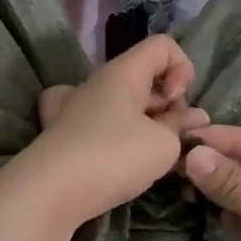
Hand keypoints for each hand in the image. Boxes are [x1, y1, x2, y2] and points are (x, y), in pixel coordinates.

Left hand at [0, 36, 207, 232]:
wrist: (48, 194)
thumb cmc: (112, 158)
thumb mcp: (163, 145)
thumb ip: (181, 128)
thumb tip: (192, 118)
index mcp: (121, 73)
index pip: (162, 46)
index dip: (183, 69)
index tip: (178, 104)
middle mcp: (94, 83)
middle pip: (143, 78)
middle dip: (167, 104)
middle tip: (175, 138)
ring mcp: (71, 108)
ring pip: (119, 103)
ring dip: (143, 122)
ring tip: (151, 154)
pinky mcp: (59, 136)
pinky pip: (94, 123)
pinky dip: (110, 133)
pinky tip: (112, 155)